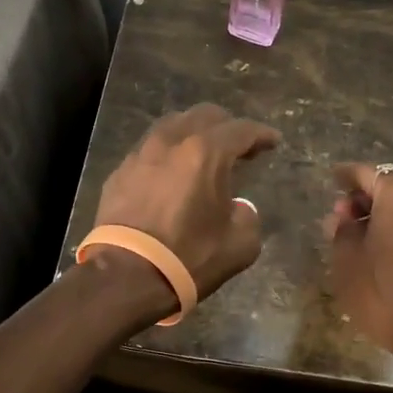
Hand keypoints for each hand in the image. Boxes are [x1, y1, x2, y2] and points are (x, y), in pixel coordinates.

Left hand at [90, 105, 281, 306]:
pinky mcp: (119, 172)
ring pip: (172, 125)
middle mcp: (172, 142)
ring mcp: (141, 154)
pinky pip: (149, 149)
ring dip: (193, 133)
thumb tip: (237, 208)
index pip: (241, 130)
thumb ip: (247, 216)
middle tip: (240, 146)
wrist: (126, 276)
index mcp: (206, 153)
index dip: (261, 134)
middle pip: (204, 115)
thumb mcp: (240, 244)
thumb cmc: (189, 258)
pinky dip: (167, 154)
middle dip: (227, 126)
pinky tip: (171, 172)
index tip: (273, 141)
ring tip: (203, 153)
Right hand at [323, 163, 392, 370]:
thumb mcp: (347, 261)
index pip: (366, 173)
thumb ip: (341, 231)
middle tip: (342, 219)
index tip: (332, 178)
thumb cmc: (383, 290)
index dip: (346, 175)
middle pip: (390, 189)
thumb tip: (343, 219)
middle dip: (364, 200)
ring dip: (384, 217)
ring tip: (362, 239)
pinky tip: (387, 253)